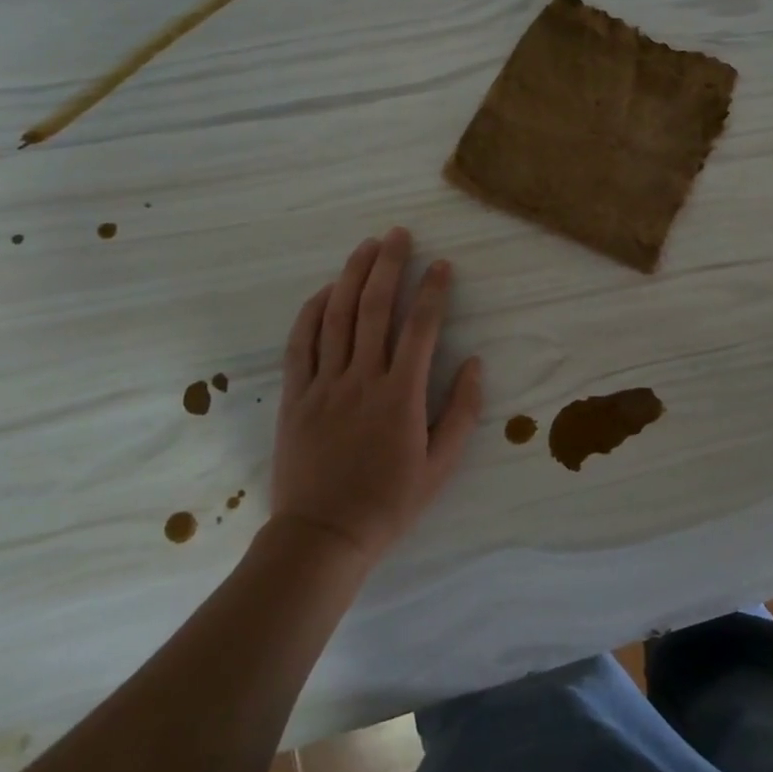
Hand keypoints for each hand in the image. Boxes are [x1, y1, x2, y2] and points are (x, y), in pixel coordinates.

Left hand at [268, 227, 482, 564]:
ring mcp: (325, 384)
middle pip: (376, 307)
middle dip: (389, 265)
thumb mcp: (441, 466)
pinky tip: (326, 290)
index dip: (434, 290)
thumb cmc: (388, 502)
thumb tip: (476, 363)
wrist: (321, 537)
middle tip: (399, 234)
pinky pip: (302, 343)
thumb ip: (461, 411)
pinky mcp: (297, 395)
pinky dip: (313, 311)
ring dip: (353, 275)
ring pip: (337, 316)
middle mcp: (362, 379)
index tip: (442, 264)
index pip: (422, 328)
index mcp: (401, 396)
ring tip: (366, 246)